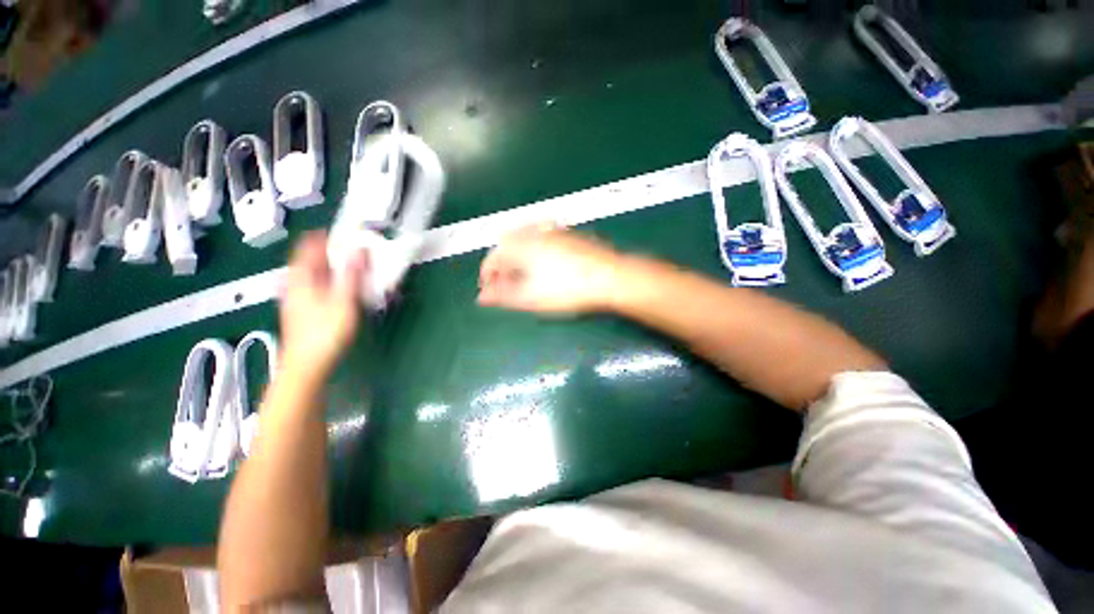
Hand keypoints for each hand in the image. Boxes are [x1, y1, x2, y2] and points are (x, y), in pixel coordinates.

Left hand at [279, 232, 366, 377]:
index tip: (346, 232)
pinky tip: (338, 288)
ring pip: (310, 273)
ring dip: (328, 266)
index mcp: (302, 278)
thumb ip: (352, 275)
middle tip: (352, 249)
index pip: (308, 246)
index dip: (325, 235)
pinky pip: (312, 285)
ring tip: (349, 266)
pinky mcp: (300, 309)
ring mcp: (294, 297)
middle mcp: (294, 283)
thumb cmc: (325, 333)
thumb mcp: (343, 302)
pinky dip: (326, 279)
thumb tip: (359, 250)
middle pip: (308, 258)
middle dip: (329, 251)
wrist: (306, 365)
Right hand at [478, 225, 622, 314]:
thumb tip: (481, 298)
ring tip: (525, 279)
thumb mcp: (531, 297)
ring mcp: (554, 231)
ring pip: (526, 242)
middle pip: (508, 246)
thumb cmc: (568, 289)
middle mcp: (534, 231)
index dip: (487, 276)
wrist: (610, 277)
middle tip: (507, 286)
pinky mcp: (569, 234)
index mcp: (521, 244)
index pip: (492, 257)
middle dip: (503, 266)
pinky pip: (542, 241)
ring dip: (519, 259)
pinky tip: (546, 268)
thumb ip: (503, 296)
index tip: (489, 292)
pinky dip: (535, 254)